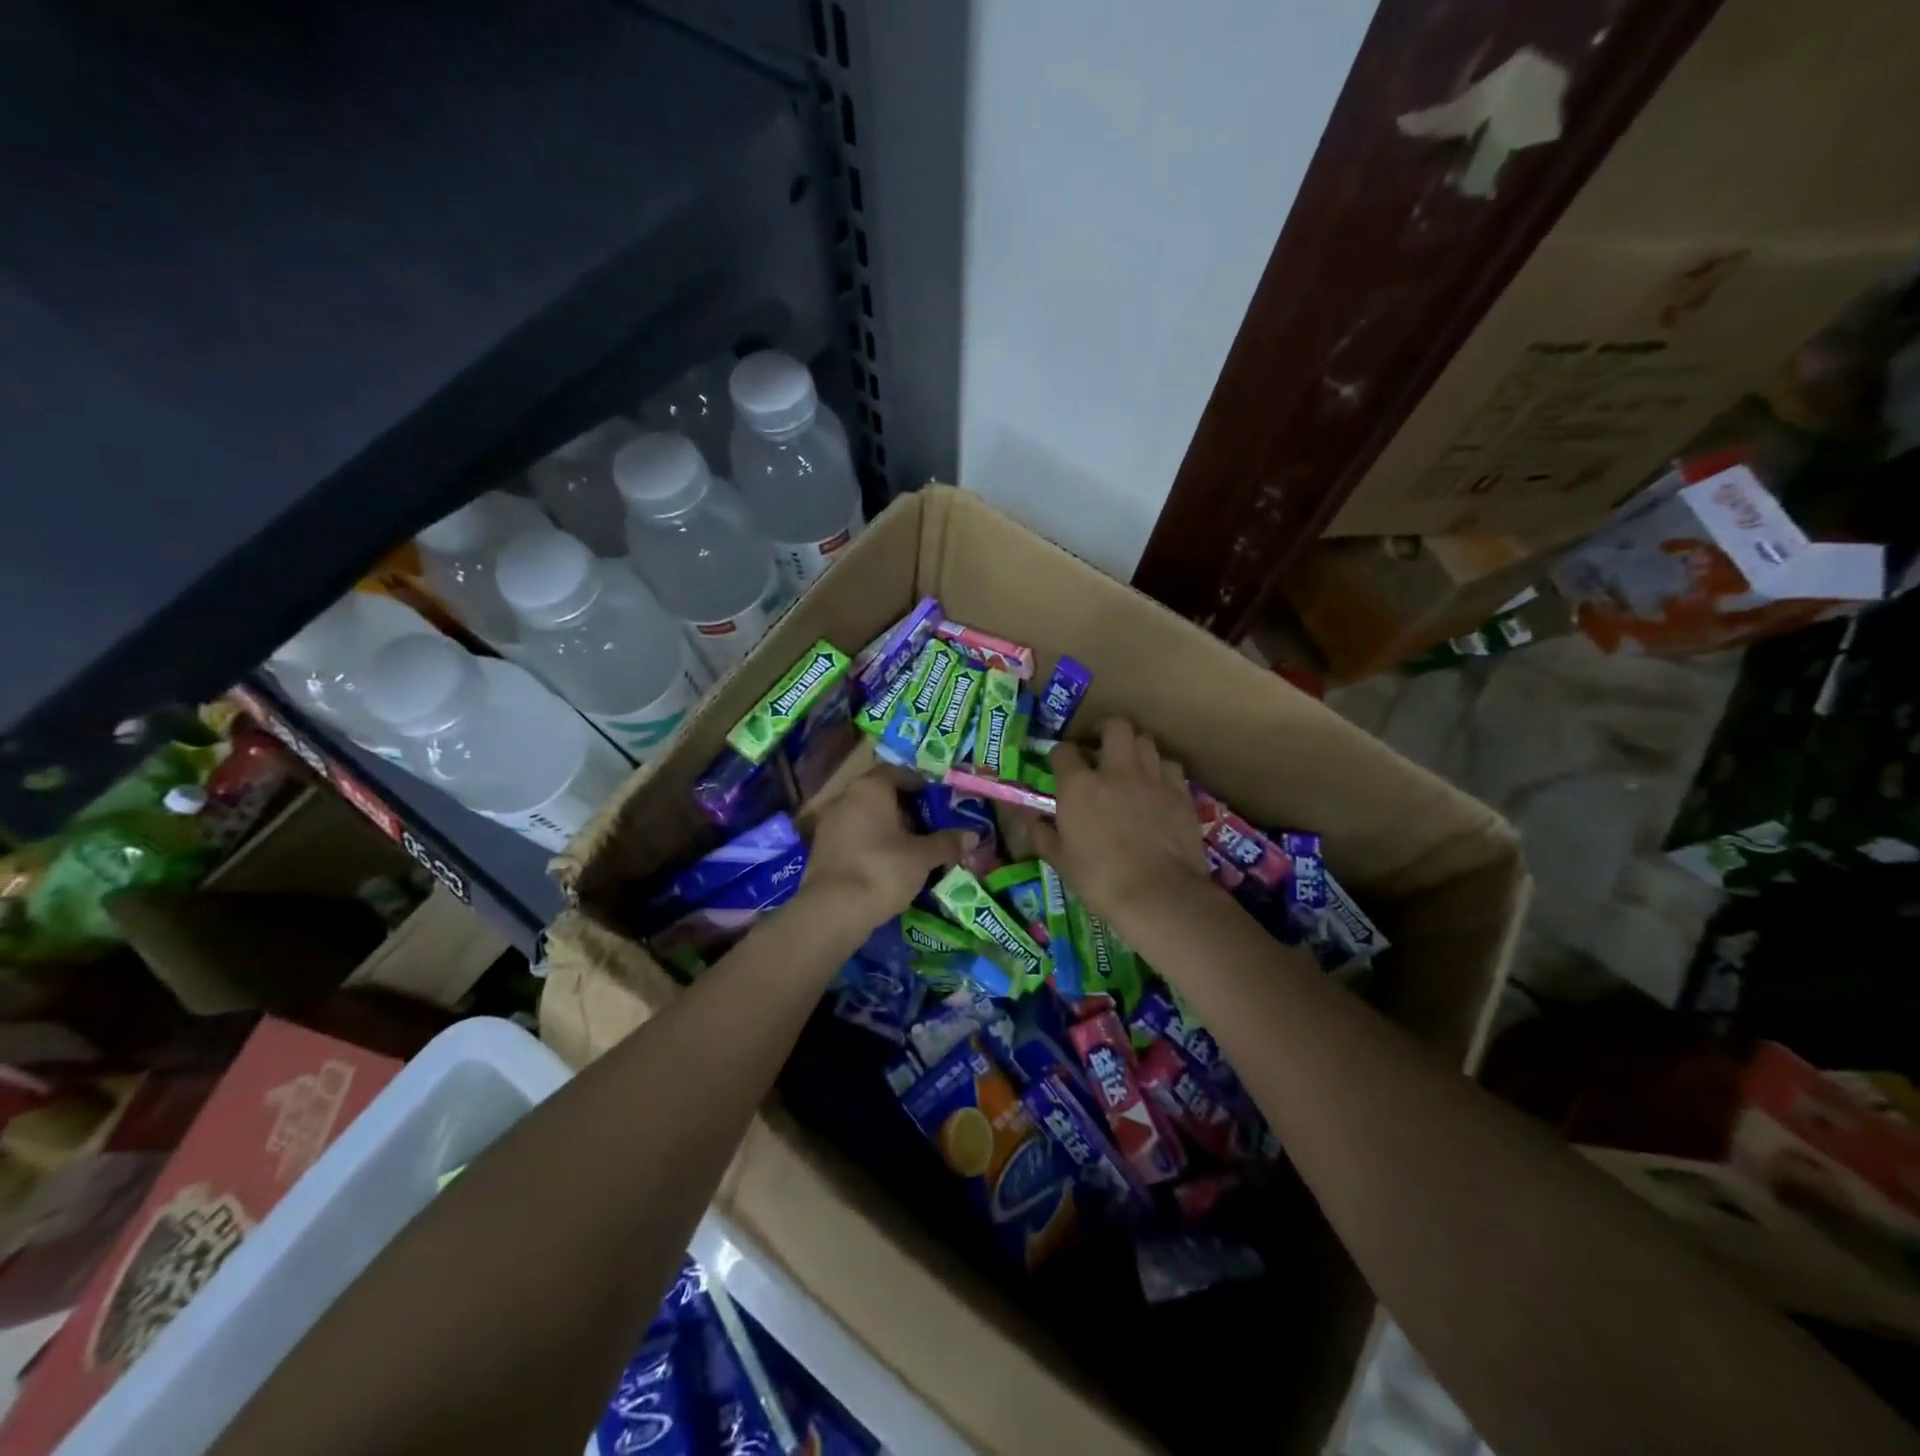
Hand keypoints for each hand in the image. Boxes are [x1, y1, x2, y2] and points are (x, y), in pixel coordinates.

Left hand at [799, 768, 973, 928]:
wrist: (833, 911)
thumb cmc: (882, 870)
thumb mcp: (922, 857)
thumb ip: (947, 843)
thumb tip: (973, 835)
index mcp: (870, 788)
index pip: (897, 773)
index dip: (919, 784)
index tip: (937, 800)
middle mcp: (845, 797)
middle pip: (879, 794)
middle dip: (904, 808)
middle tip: (928, 825)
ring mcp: (828, 824)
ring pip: (864, 816)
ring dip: (886, 827)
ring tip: (911, 847)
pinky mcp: (821, 849)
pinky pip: (852, 836)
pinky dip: (870, 843)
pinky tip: (887, 863)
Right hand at [1031, 718, 1210, 921]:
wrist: (1158, 894)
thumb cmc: (1100, 880)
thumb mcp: (1060, 861)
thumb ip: (1043, 835)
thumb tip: (1032, 822)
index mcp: (1079, 785)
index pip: (1063, 751)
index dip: (1059, 755)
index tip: (1059, 765)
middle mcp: (1116, 771)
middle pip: (1115, 726)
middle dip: (1105, 731)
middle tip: (1099, 748)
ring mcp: (1152, 778)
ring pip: (1146, 741)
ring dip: (1135, 748)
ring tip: (1130, 765)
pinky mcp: (1180, 793)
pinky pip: (1170, 766)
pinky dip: (1161, 770)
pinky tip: (1156, 786)